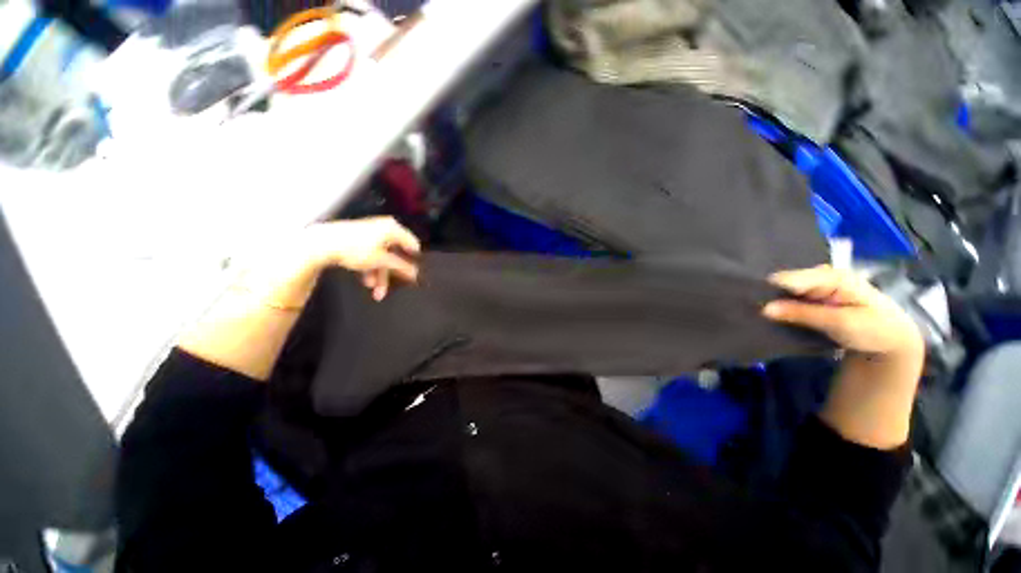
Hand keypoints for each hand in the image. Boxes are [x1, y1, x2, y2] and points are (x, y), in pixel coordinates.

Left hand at [305, 217, 420, 300]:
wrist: (322, 243)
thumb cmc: (355, 249)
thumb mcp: (381, 261)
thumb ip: (401, 267)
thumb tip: (416, 274)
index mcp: (393, 229)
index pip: (413, 245)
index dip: (413, 261)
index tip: (411, 276)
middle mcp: (385, 227)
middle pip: (395, 254)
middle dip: (391, 273)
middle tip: (390, 287)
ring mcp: (372, 232)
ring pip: (383, 256)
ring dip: (380, 274)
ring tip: (374, 290)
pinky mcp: (360, 238)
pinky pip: (372, 254)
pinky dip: (371, 267)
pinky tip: (366, 280)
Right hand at [762, 265, 923, 360]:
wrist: (892, 340)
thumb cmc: (874, 329)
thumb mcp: (841, 323)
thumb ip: (803, 314)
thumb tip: (764, 308)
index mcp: (831, 276)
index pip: (789, 278)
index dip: (768, 290)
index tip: (748, 304)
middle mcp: (820, 276)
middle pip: (784, 283)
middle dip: (768, 296)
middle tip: (749, 312)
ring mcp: (815, 286)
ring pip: (784, 291)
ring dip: (773, 303)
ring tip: (754, 314)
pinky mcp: (812, 297)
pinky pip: (789, 299)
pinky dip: (780, 308)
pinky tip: (770, 315)